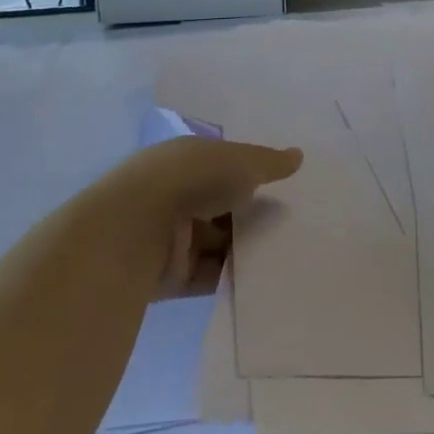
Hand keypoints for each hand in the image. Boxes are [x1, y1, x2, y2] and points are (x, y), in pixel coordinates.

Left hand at [113, 136, 302, 295]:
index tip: (285, 188)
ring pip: (218, 243)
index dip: (251, 175)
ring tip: (287, 252)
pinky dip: (231, 277)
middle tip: (294, 223)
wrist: (135, 230)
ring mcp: (170, 237)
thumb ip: (269, 162)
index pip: (223, 166)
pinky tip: (263, 278)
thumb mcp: (240, 161)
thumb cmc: (191, 180)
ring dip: (244, 248)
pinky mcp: (169, 276)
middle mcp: (174, 195)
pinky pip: (209, 276)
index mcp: (185, 161)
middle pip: (222, 207)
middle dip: (252, 215)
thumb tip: (298, 156)